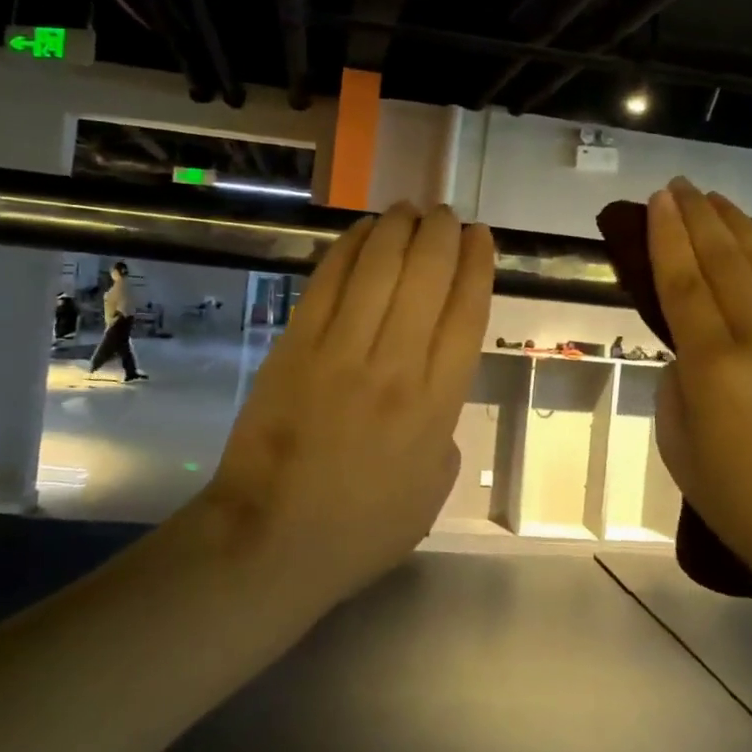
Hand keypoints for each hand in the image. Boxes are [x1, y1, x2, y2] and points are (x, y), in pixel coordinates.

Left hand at [201, 203, 494, 597]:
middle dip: (442, 235)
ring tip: (410, 209)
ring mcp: (340, 351)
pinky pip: (327, 283)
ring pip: (378, 269)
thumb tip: (434, 402)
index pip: (467, 316)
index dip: (477, 267)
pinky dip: (349, 249)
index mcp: (435, 406)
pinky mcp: (294, 346)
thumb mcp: (432, 494)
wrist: (270, 541)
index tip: (481, 238)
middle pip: (426, 278)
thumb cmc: (360, 529)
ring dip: (399, 229)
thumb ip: (444, 437)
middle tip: (447, 215)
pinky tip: (363, 231)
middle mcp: (394, 366)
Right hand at [648, 179, 751, 590]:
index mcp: (716, 367)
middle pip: (726, 261)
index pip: (685, 283)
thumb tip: (690, 350)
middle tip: (678, 186)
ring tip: (714, 198)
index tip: (657, 200)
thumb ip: (677, 383)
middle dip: (698, 217)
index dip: (668, 237)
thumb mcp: (678, 443)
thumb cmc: (738, 499)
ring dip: (737, 224)